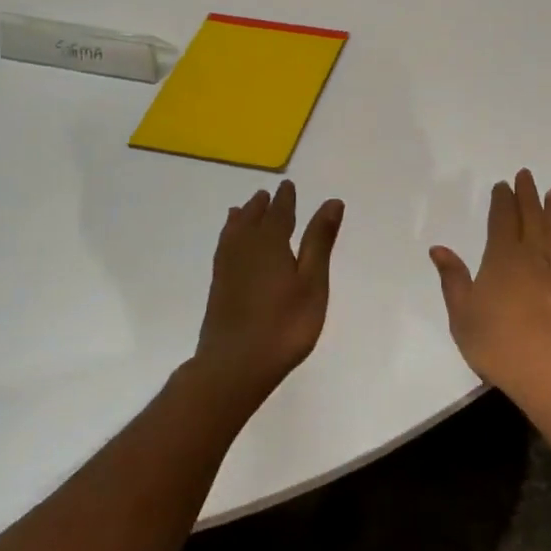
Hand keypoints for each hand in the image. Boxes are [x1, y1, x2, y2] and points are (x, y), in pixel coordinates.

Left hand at [195, 180, 343, 396]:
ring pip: (233, 233)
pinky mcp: (219, 288)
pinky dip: (228, 238)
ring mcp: (228, 269)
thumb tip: (331, 202)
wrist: (235, 365)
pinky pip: (223, 249)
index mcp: (270, 243)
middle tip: (265, 194)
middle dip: (261, 206)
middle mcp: (245, 249)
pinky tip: (230, 247)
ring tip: (243, 210)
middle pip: (252, 220)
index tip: (287, 185)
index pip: (279, 213)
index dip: (285, 199)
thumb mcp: (312, 282)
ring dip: (242, 219)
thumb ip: (319, 241)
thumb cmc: (284, 324)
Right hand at [430, 169, 550, 406]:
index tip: (503, 185)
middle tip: (527, 176)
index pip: (502, 220)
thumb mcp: (463, 316)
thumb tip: (439, 249)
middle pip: (532, 219)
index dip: (502, 201)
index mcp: (502, 259)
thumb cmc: (500, 345)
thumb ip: (453, 280)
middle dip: (528, 196)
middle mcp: (534, 258)